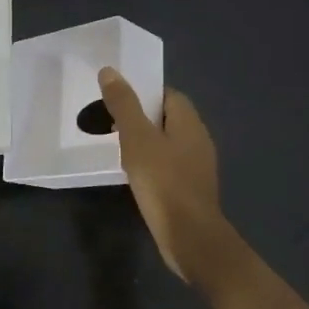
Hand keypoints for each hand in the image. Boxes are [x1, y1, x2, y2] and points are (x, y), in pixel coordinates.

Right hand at [97, 68, 227, 282]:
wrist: (190, 237)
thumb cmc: (164, 182)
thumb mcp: (137, 139)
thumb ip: (124, 105)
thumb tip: (110, 71)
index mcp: (189, 122)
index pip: (168, 94)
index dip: (143, 93)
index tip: (117, 100)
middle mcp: (198, 140)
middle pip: (168, 118)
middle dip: (141, 117)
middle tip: (110, 123)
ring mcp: (197, 167)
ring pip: (167, 143)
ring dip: (145, 142)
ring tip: (117, 148)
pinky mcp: (191, 189)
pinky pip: (168, 166)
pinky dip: (151, 164)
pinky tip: (134, 176)